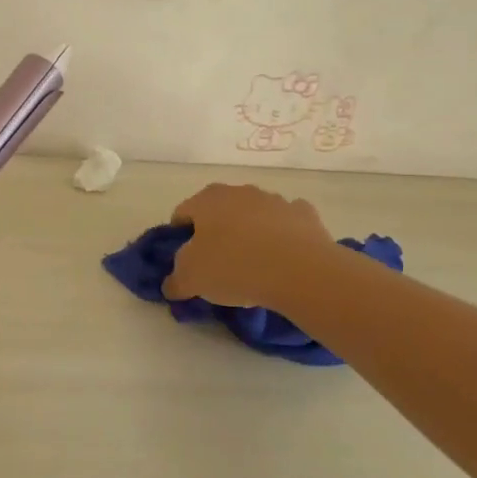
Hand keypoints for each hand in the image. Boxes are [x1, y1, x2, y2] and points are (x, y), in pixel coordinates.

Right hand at [164, 184, 335, 308]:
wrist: (300, 271)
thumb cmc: (234, 267)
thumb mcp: (191, 280)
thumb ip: (175, 281)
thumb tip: (172, 285)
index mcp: (206, 200)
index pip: (182, 214)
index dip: (179, 238)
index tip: (185, 263)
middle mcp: (238, 192)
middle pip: (218, 212)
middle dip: (215, 233)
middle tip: (217, 265)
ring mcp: (274, 200)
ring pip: (253, 215)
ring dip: (249, 233)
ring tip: (253, 265)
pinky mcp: (304, 214)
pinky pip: (285, 224)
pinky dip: (281, 236)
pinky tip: (283, 259)